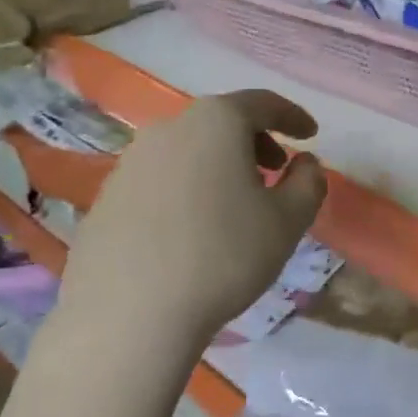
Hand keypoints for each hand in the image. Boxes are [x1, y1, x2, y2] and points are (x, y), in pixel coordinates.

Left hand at [58, 91, 327, 346]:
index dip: (292, 116)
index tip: (310, 135)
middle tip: (275, 171)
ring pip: (187, 150)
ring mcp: (130, 161)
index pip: (262, 103)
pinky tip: (192, 229)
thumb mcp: (287, 222)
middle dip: (254, 141)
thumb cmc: (223, 257)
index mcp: (215, 123)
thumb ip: (308, 184)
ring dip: (218, 165)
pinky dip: (186, 188)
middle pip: (220, 122)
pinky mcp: (107, 196)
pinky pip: (160, 179)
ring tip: (235, 204)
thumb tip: (306, 164)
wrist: (130, 312)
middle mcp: (168, 129)